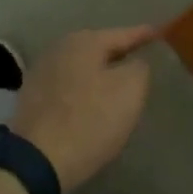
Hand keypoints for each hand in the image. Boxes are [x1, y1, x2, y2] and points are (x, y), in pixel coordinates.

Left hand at [9, 27, 155, 190]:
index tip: (159, 33)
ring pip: (82, 67)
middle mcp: (59, 48)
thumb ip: (139, 68)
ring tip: (119, 82)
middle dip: (119, 54)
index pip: (122, 34)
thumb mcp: (130, 90)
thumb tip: (135, 63)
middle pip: (98, 48)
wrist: (37, 160)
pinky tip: (92, 101)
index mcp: (84, 42)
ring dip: (100, 73)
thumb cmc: (90, 120)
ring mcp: (41, 72)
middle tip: (141, 59)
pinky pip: (68, 86)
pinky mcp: (32, 98)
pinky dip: (83, 90)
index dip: (143, 35)